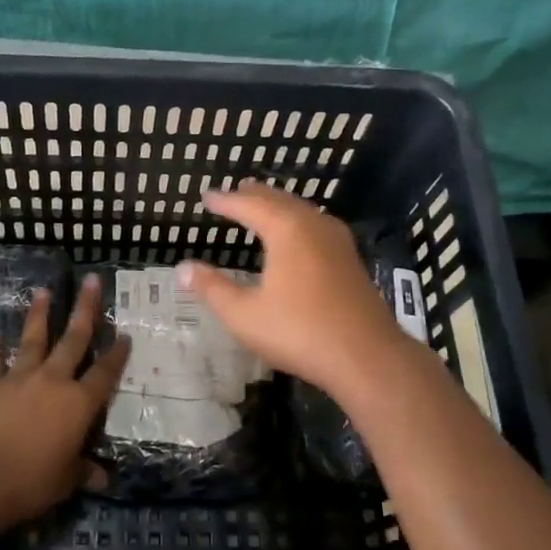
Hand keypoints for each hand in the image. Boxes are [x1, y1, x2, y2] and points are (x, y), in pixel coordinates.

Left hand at [0, 275, 130, 521]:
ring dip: (39, 315)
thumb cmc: (33, 480)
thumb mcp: (66, 480)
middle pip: (74, 339)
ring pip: (34, 339)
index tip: (125, 334)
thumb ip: (83, 472)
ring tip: (43, 291)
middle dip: (85, 309)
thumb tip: (102, 478)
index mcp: (79, 403)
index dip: (117, 354)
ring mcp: (21, 378)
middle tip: (92, 281)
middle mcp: (54, 381)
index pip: (105, 373)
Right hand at [179, 181, 410, 401]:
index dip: (225, 201)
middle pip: (279, 200)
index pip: (249, 205)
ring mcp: (337, 241)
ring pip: (302, 210)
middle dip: (254, 195)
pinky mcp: (350, 259)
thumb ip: (212, 289)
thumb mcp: (244, 315)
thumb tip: (182, 268)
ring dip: (278, 205)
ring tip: (262, 205)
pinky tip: (298, 235)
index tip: (206, 197)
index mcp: (286, 230)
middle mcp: (313, 225)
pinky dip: (297, 220)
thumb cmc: (299, 332)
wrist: (368, 357)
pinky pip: (316, 225)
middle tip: (234, 192)